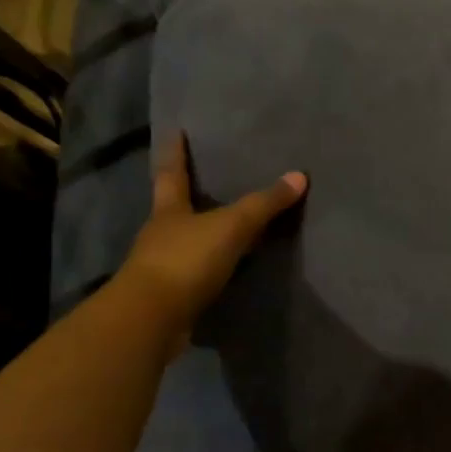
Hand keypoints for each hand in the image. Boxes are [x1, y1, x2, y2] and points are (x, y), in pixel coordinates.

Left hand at [116, 132, 307, 326]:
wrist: (150, 320)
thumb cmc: (186, 260)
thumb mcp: (231, 226)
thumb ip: (264, 204)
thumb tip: (299, 175)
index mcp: (169, 210)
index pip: (172, 172)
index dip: (175, 152)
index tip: (175, 131)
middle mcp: (160, 234)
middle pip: (175, 207)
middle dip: (188, 194)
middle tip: (207, 178)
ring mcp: (161, 267)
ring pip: (184, 242)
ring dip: (202, 235)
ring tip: (226, 226)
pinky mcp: (169, 297)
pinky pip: (194, 274)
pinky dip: (209, 268)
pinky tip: (226, 269)